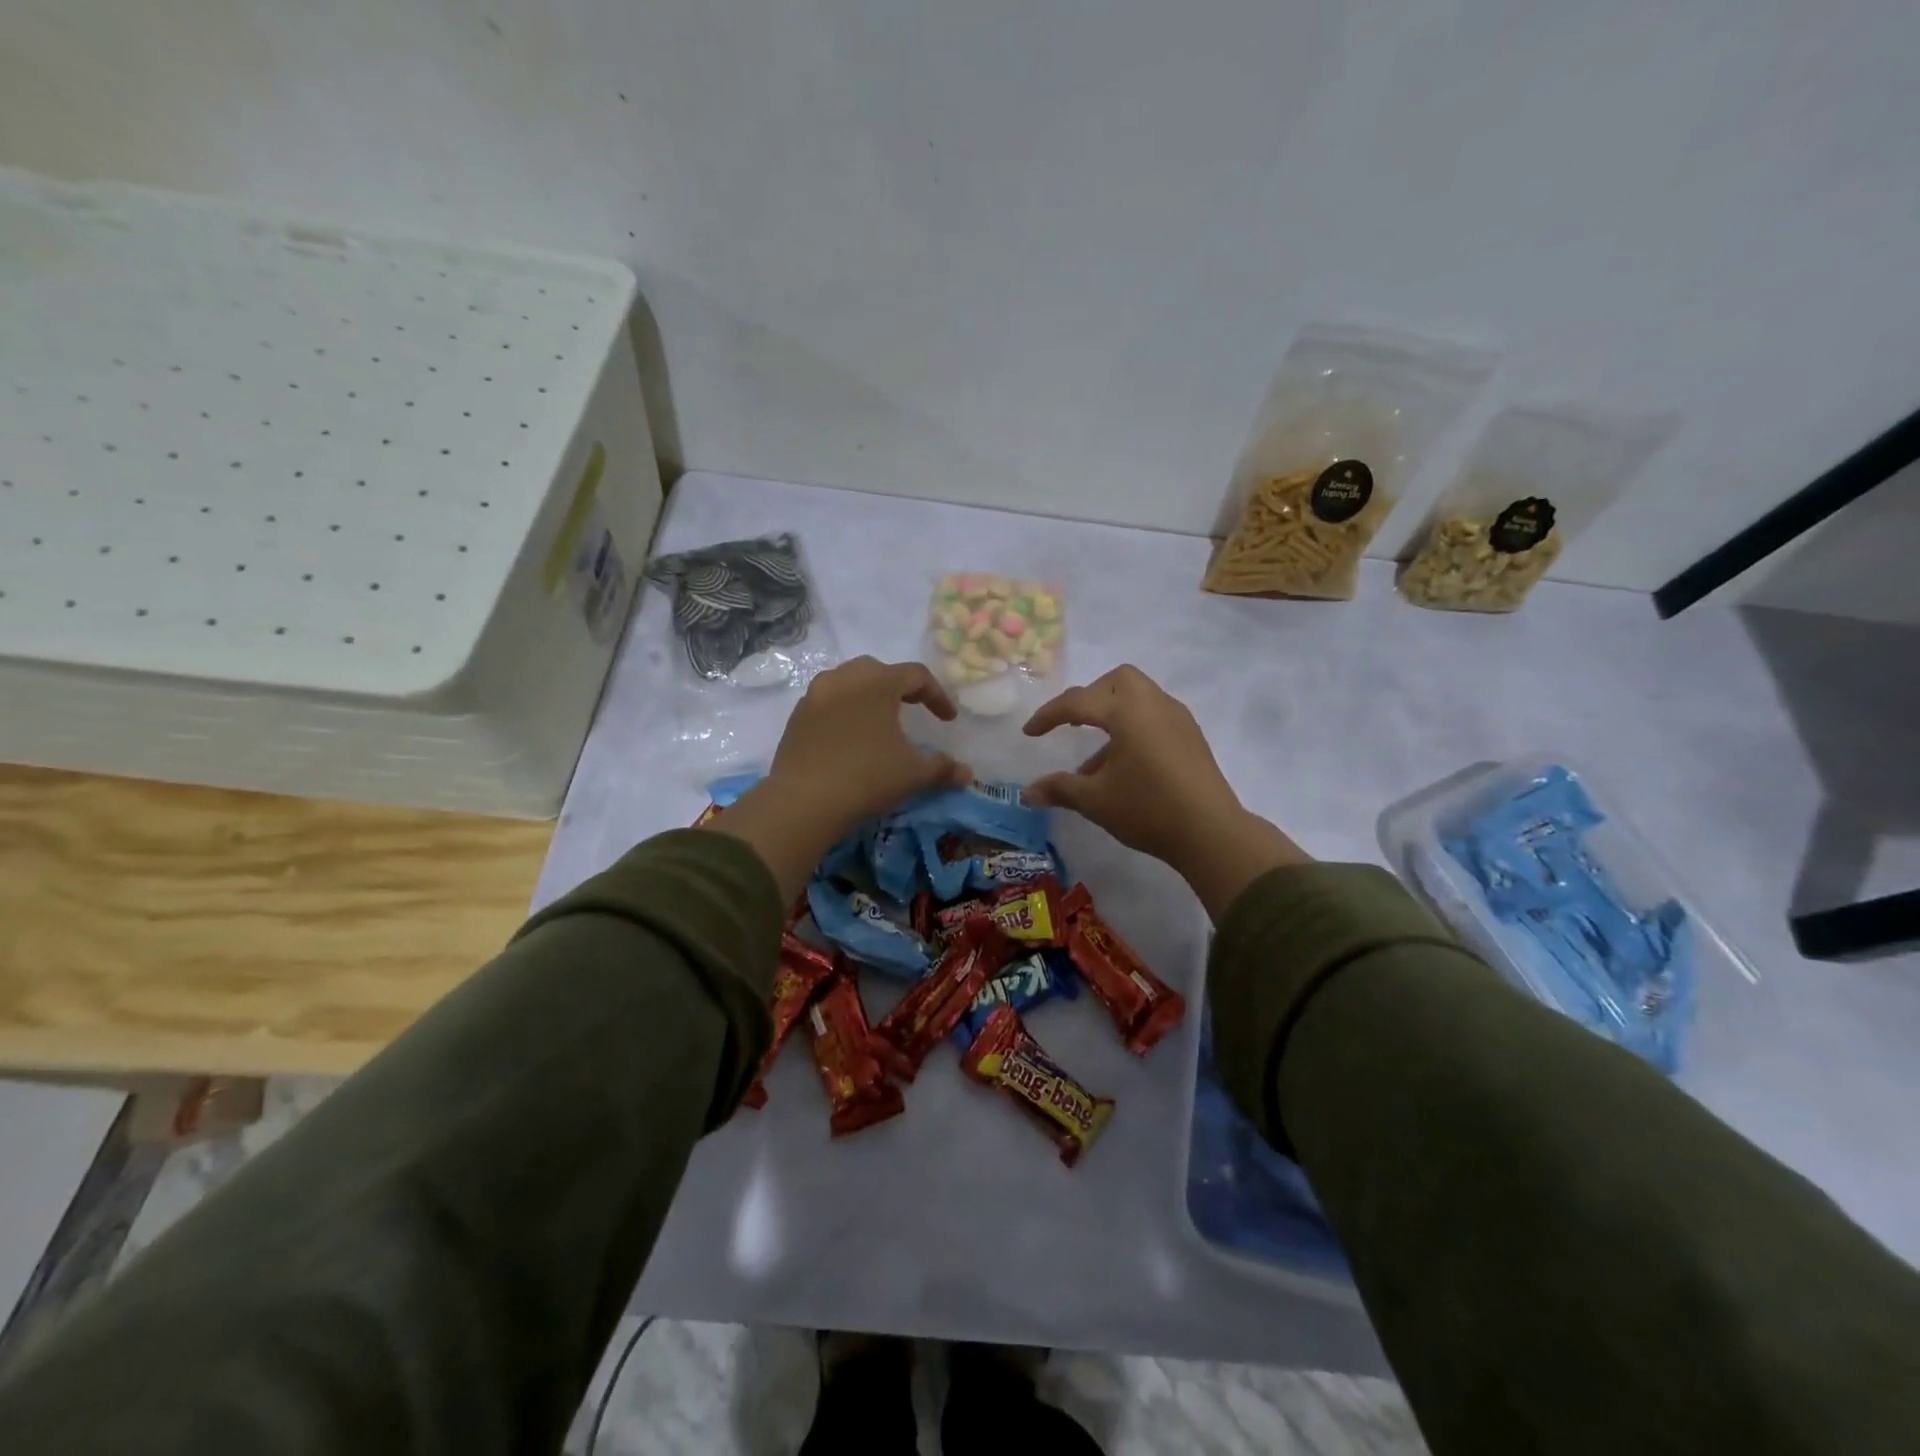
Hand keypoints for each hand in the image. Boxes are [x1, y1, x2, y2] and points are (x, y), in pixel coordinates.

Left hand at [706, 658, 969, 899]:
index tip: (948, 720)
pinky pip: (827, 703)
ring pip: (848, 682)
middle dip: (900, 687)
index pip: (916, 675)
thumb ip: (942, 768)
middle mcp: (844, 678)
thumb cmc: (868, 777)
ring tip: (880, 721)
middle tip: (913, 709)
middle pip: (879, 671)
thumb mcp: (913, 774)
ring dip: (868, 696)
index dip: (937, 696)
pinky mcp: (796, 716)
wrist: (804, 800)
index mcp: (878, 682)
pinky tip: (850, 738)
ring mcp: (815, 695)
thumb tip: (967, 775)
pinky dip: (844, 711)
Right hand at [1022, 665, 1309, 918]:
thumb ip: (1059, 789)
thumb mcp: (1095, 800)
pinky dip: (1134, 727)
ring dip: (1113, 714)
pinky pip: (1155, 716)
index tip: (1029, 733)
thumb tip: (1027, 793)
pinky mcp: (1191, 736)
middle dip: (1090, 697)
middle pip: (1118, 681)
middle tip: (1073, 724)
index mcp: (1127, 712)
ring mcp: (1177, 719)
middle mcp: (1154, 704)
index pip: (1078, 702)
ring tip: (1096, 758)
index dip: (1049, 715)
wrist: (1211, 832)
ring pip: (1139, 697)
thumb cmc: (1148, 809)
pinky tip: (1125, 766)